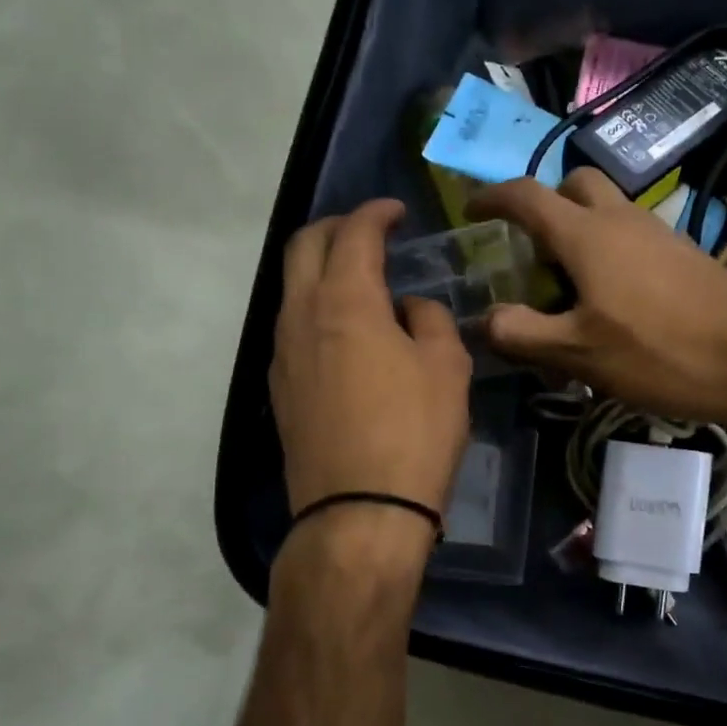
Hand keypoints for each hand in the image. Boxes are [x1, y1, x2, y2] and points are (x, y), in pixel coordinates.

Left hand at [271, 200, 472, 554]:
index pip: (354, 233)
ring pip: (292, 288)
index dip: (376, 213)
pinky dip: (316, 308)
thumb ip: (430, 321)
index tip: (397, 211)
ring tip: (361, 281)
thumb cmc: (415, 433)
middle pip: (304, 247)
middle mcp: (301, 316)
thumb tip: (408, 310)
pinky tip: (346, 333)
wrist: (359, 514)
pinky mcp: (279, 390)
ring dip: (322, 269)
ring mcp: (282, 354)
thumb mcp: (447, 368)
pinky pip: (292, 327)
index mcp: (345, 301)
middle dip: (336, 228)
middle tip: (370, 232)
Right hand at [469, 169, 726, 424]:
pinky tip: (612, 300)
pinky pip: (631, 232)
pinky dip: (608, 248)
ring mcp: (656, 231)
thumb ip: (522, 333)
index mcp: (586, 234)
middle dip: (544, 206)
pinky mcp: (681, 251)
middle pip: (573, 185)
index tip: (471, 213)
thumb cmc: (658, 354)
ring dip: (578, 230)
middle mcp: (620, 218)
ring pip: (606, 208)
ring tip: (568, 287)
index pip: (526, 195)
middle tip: (532, 253)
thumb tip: (485, 319)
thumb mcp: (578, 354)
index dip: (491, 199)